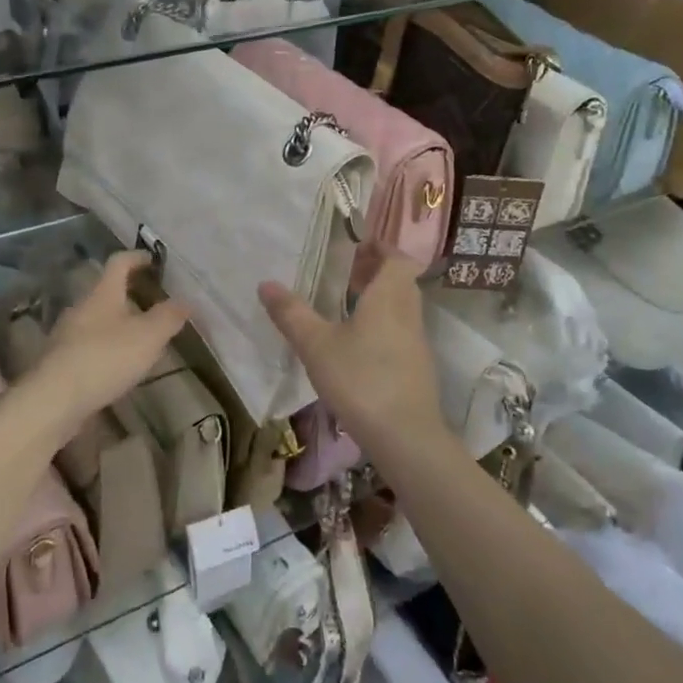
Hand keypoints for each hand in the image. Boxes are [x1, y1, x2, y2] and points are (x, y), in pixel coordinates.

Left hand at [16, 252, 186, 433]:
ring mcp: (67, 334)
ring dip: (119, 323)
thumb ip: (168, 317)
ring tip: (142, 338)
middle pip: (107, 291)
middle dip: (130, 294)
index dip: (137, 257)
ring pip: (98, 319)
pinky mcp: (61, 361)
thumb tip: (186, 301)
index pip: (119, 262)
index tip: (154, 261)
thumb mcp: (148, 336)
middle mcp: (82, 307)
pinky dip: (107, 347)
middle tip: (155, 303)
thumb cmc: (105, 357)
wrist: (54, 400)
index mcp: (102, 293)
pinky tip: (119, 365)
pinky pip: (89, 344)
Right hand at [258, 254, 444, 450]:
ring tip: (344, 305)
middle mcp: (409, 313)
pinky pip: (400, 332)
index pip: (398, 258)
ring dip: (379, 300)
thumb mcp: (317, 345)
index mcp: (389, 297)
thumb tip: (266, 283)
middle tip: (344, 272)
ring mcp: (416, 343)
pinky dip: (382, 325)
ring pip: (401, 308)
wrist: (406, 437)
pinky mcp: (416, 368)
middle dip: (376, 272)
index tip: (356, 246)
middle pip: (400, 281)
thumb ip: (292, 313)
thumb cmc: (361, 379)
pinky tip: (356, 344)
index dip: (381, 248)